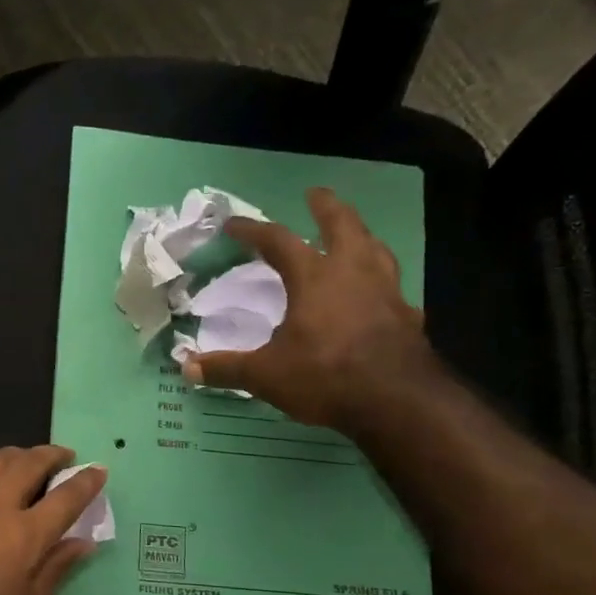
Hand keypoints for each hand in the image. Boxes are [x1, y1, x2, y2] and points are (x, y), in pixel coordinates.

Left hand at [0, 446, 104, 594]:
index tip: (99, 470)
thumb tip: (82, 542)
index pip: (65, 496)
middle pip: (28, 463)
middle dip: (51, 455)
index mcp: (24, 534)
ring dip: (20, 456)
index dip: (86, 481)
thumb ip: (55, 569)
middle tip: (65, 457)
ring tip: (31, 464)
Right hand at [182, 187, 432, 430]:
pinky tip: (377, 296)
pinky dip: (380, 283)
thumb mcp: (266, 375)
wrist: (397, 400)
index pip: (279, 241)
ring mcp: (386, 292)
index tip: (233, 224)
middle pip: (343, 225)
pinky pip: (392, 288)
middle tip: (316, 194)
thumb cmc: (325, 376)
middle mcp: (354, 273)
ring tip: (353, 235)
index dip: (253, 230)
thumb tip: (187, 368)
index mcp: (315, 278)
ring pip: (376, 249)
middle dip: (326, 207)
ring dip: (361, 236)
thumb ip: (227, 369)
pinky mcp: (408, 317)